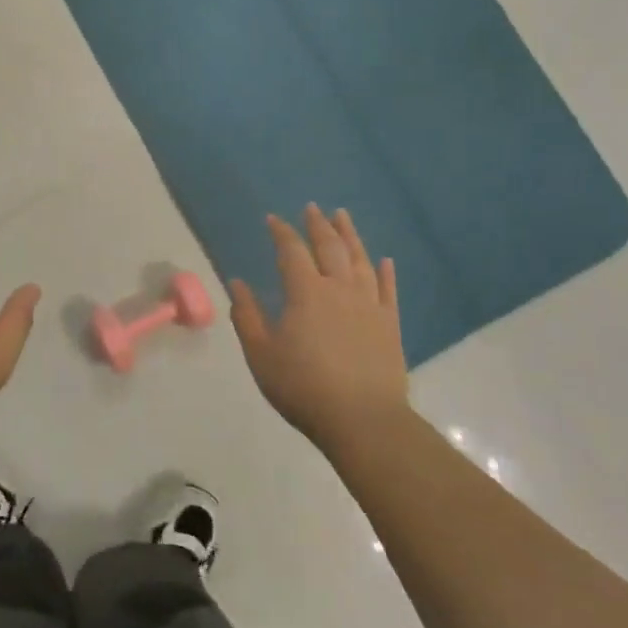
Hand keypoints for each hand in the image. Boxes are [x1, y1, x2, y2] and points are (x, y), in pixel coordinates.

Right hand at [229, 205, 410, 454]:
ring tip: (343, 217)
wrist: (362, 419)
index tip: (273, 219)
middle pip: (329, 248)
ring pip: (360, 261)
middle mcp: (339, 289)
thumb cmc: (303, 387)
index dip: (281, 232)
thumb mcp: (261, 355)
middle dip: (318, 225)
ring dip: (350, 236)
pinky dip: (385, 272)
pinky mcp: (390, 325)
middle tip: (312, 208)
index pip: (291, 251)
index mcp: (305, 293)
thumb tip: (237, 283)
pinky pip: (388, 289)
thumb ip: (247, 316)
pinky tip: (384, 261)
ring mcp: (369, 305)